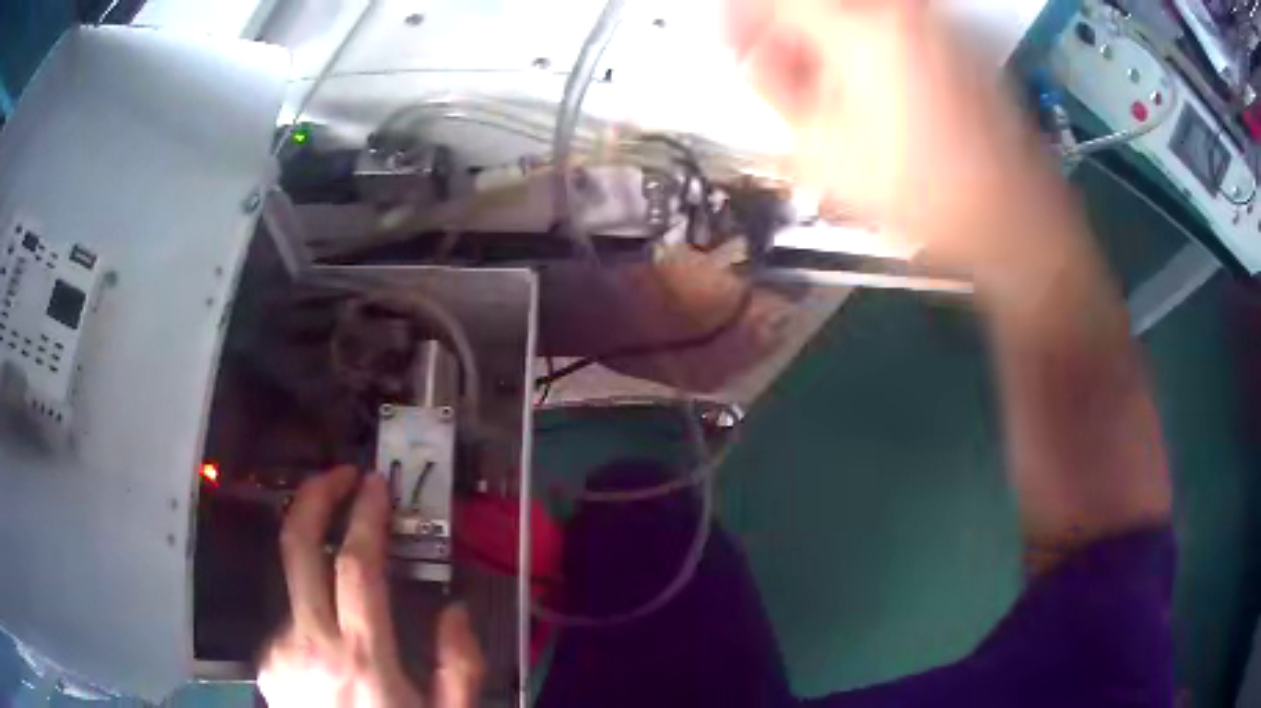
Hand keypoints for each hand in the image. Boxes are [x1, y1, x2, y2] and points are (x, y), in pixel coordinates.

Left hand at [259, 466, 483, 707]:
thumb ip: (459, 664)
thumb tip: (454, 610)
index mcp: (363, 658)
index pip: (355, 564)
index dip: (365, 515)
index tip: (375, 485)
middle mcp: (310, 644)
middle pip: (297, 547)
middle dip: (316, 497)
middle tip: (340, 476)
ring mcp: (279, 651)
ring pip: (293, 584)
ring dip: (319, 566)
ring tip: (350, 589)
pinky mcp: (265, 662)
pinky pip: (290, 622)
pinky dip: (313, 617)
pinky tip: (333, 649)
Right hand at [726, 0, 1077, 275]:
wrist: (1016, 222)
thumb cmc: (923, 195)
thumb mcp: (828, 154)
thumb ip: (777, 92)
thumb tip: (754, 59)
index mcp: (860, 30)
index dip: (744, 17)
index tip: (735, 46)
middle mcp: (899, 11)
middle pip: (821, 1)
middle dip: (787, 29)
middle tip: (775, 66)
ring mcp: (935, 23)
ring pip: (858, 11)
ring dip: (825, 37)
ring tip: (820, 82)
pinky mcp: (958, 44)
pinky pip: (894, 25)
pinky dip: (865, 43)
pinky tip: (867, 85)